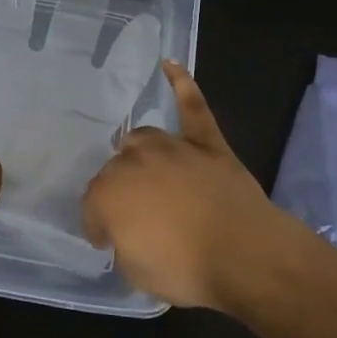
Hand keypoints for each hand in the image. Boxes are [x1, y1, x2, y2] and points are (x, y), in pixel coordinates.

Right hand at [82, 61, 288, 309]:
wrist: (245, 255)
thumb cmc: (185, 269)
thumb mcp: (136, 273)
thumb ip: (124, 245)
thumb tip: (128, 234)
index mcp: (107, 193)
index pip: (92, 207)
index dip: (99, 227)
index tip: (108, 242)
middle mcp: (132, 161)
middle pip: (116, 171)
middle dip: (120, 193)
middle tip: (135, 217)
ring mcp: (172, 147)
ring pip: (143, 139)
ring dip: (139, 153)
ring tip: (144, 168)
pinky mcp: (207, 143)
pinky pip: (192, 107)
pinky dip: (181, 84)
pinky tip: (170, 64)